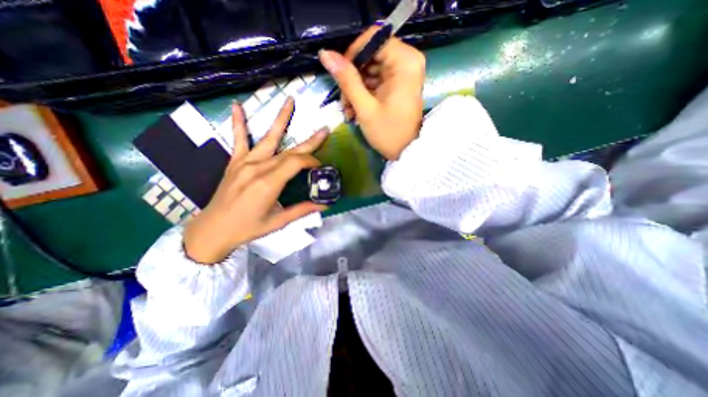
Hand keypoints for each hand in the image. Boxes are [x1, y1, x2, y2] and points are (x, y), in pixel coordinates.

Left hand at [180, 96, 327, 263]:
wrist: (213, 229)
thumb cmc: (248, 228)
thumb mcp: (278, 221)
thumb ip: (302, 210)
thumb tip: (325, 204)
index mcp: (269, 183)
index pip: (296, 163)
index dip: (311, 162)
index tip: (320, 167)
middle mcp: (258, 168)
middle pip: (289, 150)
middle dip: (309, 141)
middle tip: (324, 129)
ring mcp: (245, 162)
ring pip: (268, 138)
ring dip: (280, 119)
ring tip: (289, 101)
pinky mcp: (234, 162)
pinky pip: (238, 139)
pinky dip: (238, 122)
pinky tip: (237, 106)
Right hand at [322, 24, 424, 159]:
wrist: (405, 153)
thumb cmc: (388, 133)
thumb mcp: (365, 107)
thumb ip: (346, 79)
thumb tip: (326, 54)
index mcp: (405, 62)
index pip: (372, 39)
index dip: (352, 55)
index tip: (340, 75)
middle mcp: (407, 62)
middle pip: (370, 55)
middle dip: (352, 78)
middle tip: (344, 101)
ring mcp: (403, 74)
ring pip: (370, 69)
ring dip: (355, 89)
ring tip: (348, 111)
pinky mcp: (398, 85)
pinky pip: (375, 81)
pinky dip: (363, 94)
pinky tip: (355, 110)